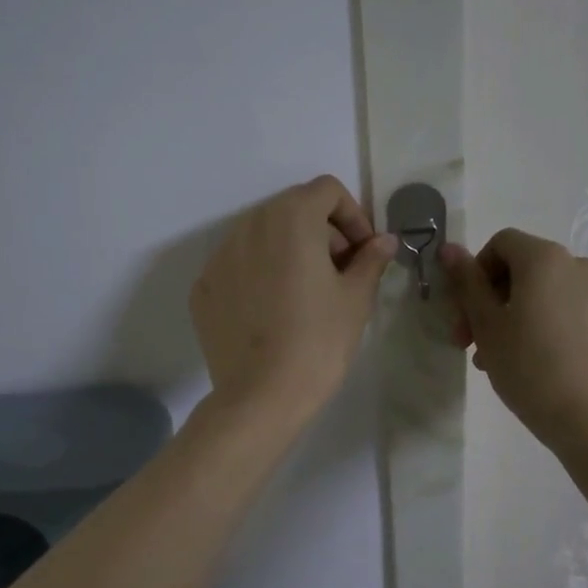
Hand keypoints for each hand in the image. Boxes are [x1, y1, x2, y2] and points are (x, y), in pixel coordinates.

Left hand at [189, 175, 397, 428]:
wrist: (262, 396)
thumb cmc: (319, 341)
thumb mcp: (355, 298)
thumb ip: (371, 260)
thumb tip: (384, 241)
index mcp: (291, 218)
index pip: (326, 191)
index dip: (353, 216)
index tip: (363, 252)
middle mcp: (249, 225)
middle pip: (292, 209)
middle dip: (322, 231)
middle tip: (340, 272)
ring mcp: (219, 256)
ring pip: (262, 236)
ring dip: (289, 251)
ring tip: (306, 293)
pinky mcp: (203, 287)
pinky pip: (238, 266)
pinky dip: (259, 274)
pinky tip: (272, 312)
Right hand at [442, 229, 587, 453]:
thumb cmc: (529, 369)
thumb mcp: (487, 326)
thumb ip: (467, 282)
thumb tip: (449, 248)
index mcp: (545, 260)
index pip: (501, 244)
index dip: (476, 274)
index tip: (466, 315)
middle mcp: (581, 267)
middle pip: (528, 270)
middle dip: (497, 302)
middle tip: (477, 345)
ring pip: (555, 296)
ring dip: (526, 317)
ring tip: (511, 361)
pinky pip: (581, 318)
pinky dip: (560, 331)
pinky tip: (552, 367)